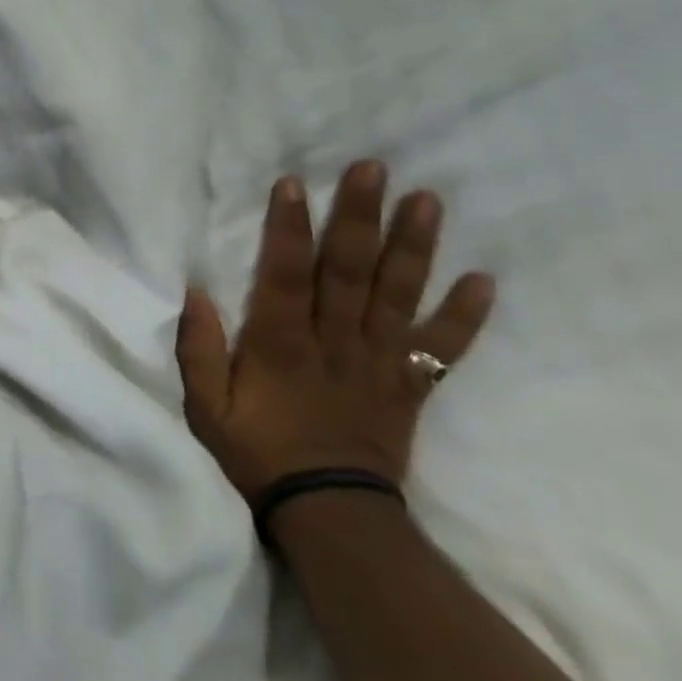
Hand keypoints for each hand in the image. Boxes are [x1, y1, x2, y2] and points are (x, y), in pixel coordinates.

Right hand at [177, 161, 495, 501]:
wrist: (328, 511)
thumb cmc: (258, 453)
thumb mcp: (207, 409)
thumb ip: (200, 351)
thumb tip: (198, 294)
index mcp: (281, 345)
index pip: (284, 275)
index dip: (289, 229)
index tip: (294, 183)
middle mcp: (334, 342)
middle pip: (348, 272)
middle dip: (359, 218)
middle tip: (374, 168)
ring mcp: (378, 362)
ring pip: (397, 296)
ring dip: (413, 247)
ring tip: (428, 200)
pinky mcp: (408, 385)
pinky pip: (441, 348)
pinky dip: (464, 317)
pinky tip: (483, 281)